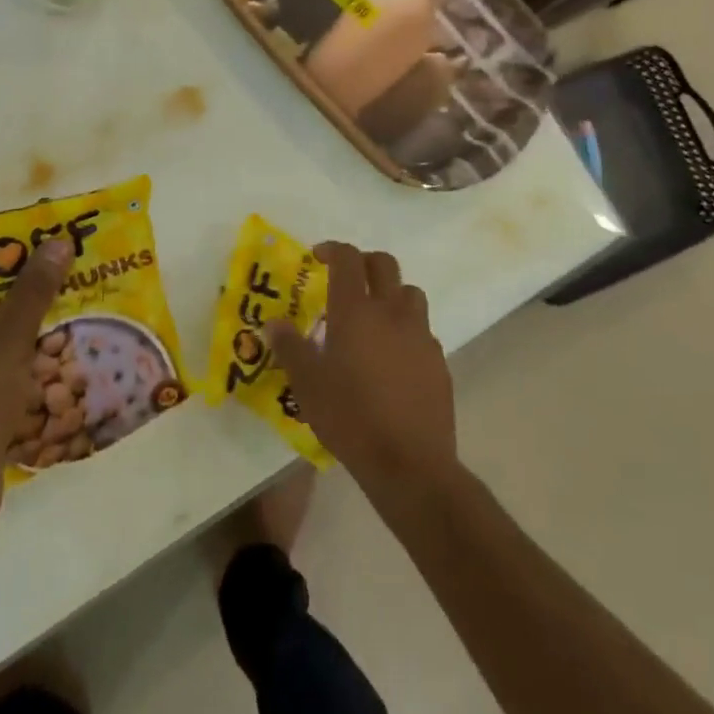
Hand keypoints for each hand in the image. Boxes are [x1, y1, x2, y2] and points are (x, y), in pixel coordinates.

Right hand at [266, 242, 455, 497]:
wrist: (410, 463)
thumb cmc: (350, 418)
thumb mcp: (307, 384)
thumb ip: (290, 347)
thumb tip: (274, 322)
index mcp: (356, 311)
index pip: (348, 259)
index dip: (333, 250)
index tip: (318, 257)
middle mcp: (391, 312)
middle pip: (384, 264)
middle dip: (364, 263)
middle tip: (346, 280)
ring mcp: (420, 335)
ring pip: (410, 293)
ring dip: (391, 293)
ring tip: (373, 317)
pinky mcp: (438, 361)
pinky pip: (422, 330)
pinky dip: (407, 329)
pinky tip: (393, 357)